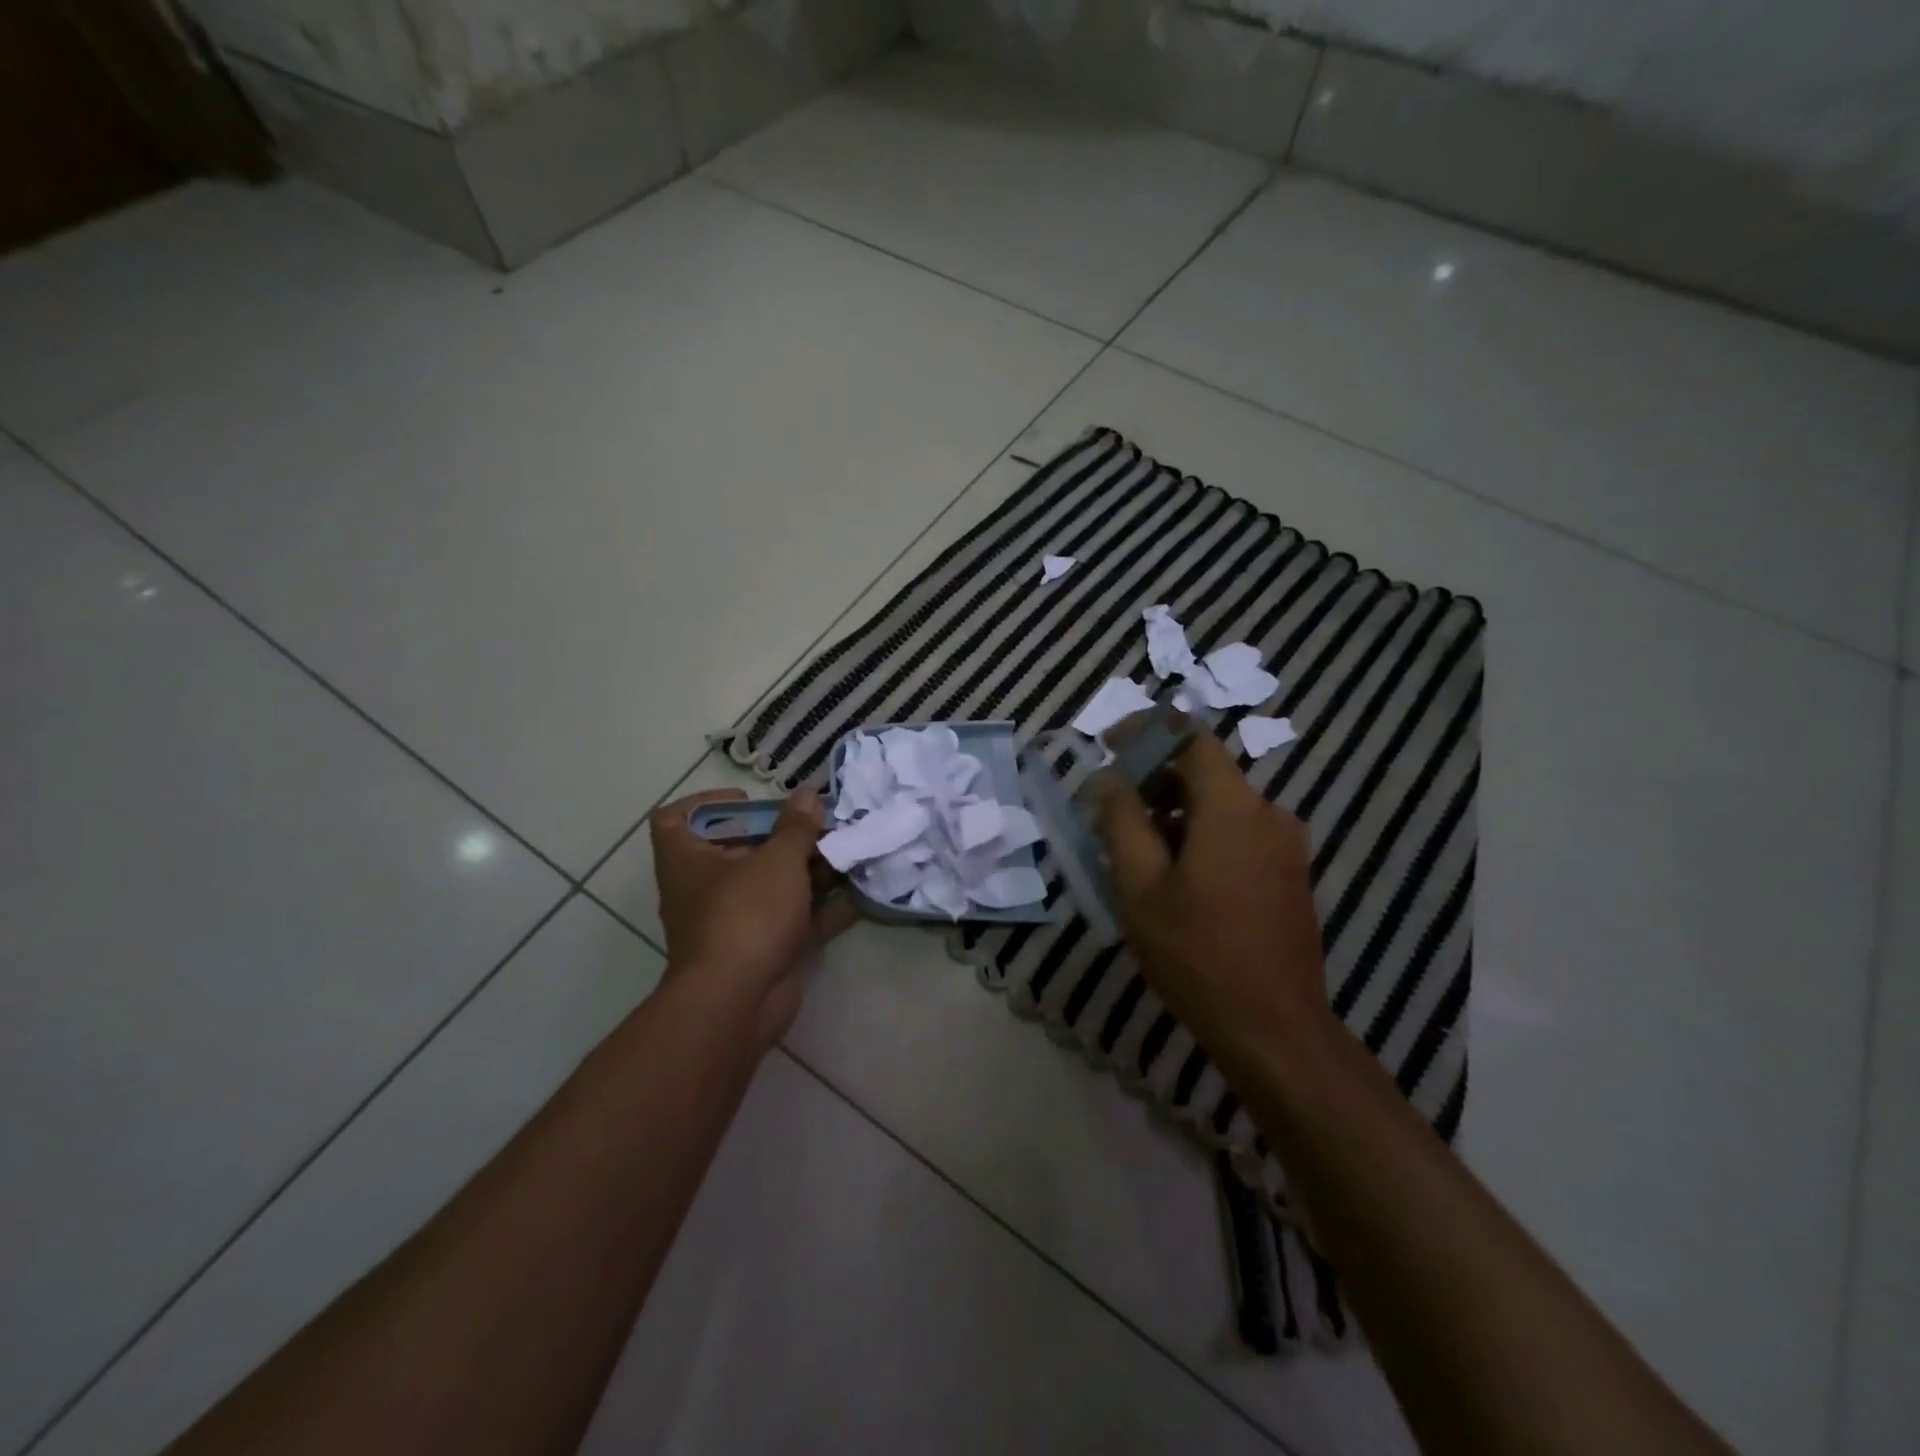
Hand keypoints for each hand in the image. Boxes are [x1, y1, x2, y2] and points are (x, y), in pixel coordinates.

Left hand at [649, 787, 855, 1049]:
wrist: (738, 1002)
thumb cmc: (745, 915)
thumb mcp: (776, 861)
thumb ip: (796, 827)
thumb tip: (807, 794)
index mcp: (687, 860)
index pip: (675, 819)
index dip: (707, 803)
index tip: (749, 800)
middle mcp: (705, 888)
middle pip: (739, 849)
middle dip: (782, 835)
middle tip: (819, 822)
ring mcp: (735, 921)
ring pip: (773, 885)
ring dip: (809, 869)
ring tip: (847, 849)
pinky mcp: (763, 949)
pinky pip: (794, 920)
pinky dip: (822, 908)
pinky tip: (858, 893)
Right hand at [1095, 728, 1331, 1054]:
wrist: (1274, 1029)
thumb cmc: (1197, 954)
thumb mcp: (1140, 886)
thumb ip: (1121, 821)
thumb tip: (1110, 780)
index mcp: (1233, 807)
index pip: (1190, 737)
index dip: (1146, 732)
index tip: (1108, 746)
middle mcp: (1269, 814)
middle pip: (1206, 771)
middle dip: (1155, 777)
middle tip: (1113, 808)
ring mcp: (1286, 846)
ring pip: (1222, 805)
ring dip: (1176, 810)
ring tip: (1137, 848)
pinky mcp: (1290, 874)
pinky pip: (1240, 833)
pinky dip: (1203, 834)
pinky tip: (1175, 875)